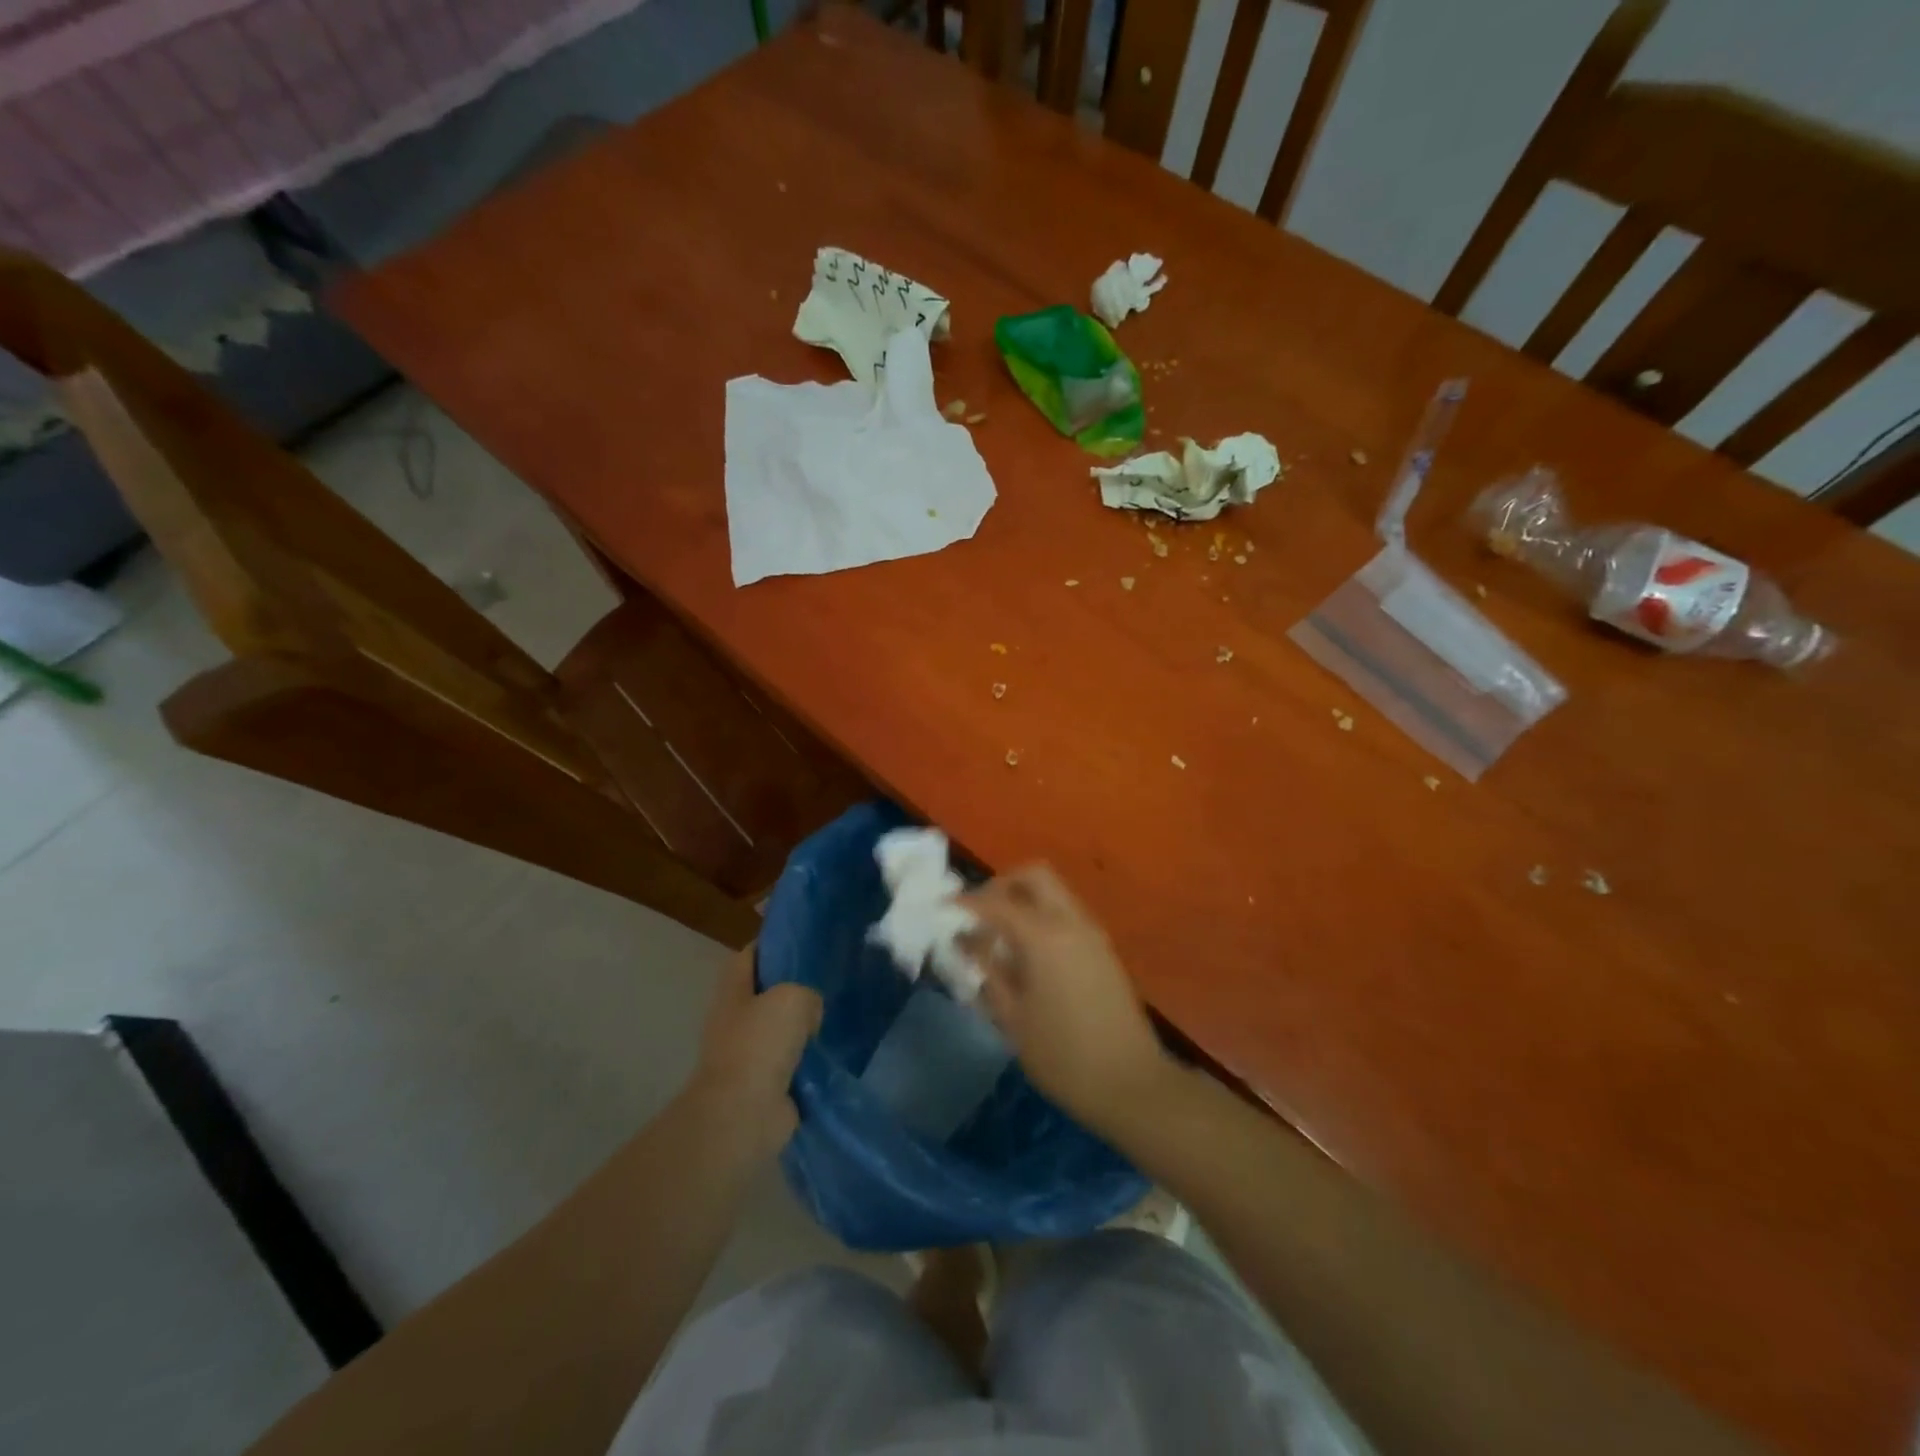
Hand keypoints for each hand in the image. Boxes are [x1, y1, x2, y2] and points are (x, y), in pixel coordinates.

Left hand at [687, 945, 821, 1160]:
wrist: (744, 1115)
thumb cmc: (760, 1045)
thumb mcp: (792, 998)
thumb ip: (807, 992)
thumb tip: (810, 1013)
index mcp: (733, 990)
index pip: (751, 955)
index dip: (774, 943)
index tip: (806, 939)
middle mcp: (737, 1018)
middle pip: (768, 991)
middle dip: (795, 985)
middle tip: (830, 976)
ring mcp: (749, 1053)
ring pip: (782, 1027)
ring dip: (805, 1024)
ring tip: (838, 1011)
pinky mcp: (766, 1083)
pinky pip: (793, 1060)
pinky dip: (810, 1057)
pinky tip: (836, 1048)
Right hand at [961, 866, 1171, 1135]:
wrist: (1131, 1083)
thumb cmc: (1062, 1056)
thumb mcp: (1012, 1017)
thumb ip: (988, 971)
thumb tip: (967, 941)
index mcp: (1044, 937)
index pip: (997, 902)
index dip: (967, 901)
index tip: (944, 907)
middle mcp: (1071, 923)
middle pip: (1034, 876)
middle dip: (1002, 885)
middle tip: (979, 914)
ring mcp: (1092, 934)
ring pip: (1054, 892)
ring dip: (1024, 900)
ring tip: (1000, 937)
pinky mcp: (1104, 950)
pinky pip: (1067, 914)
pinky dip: (1042, 917)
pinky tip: (1027, 954)